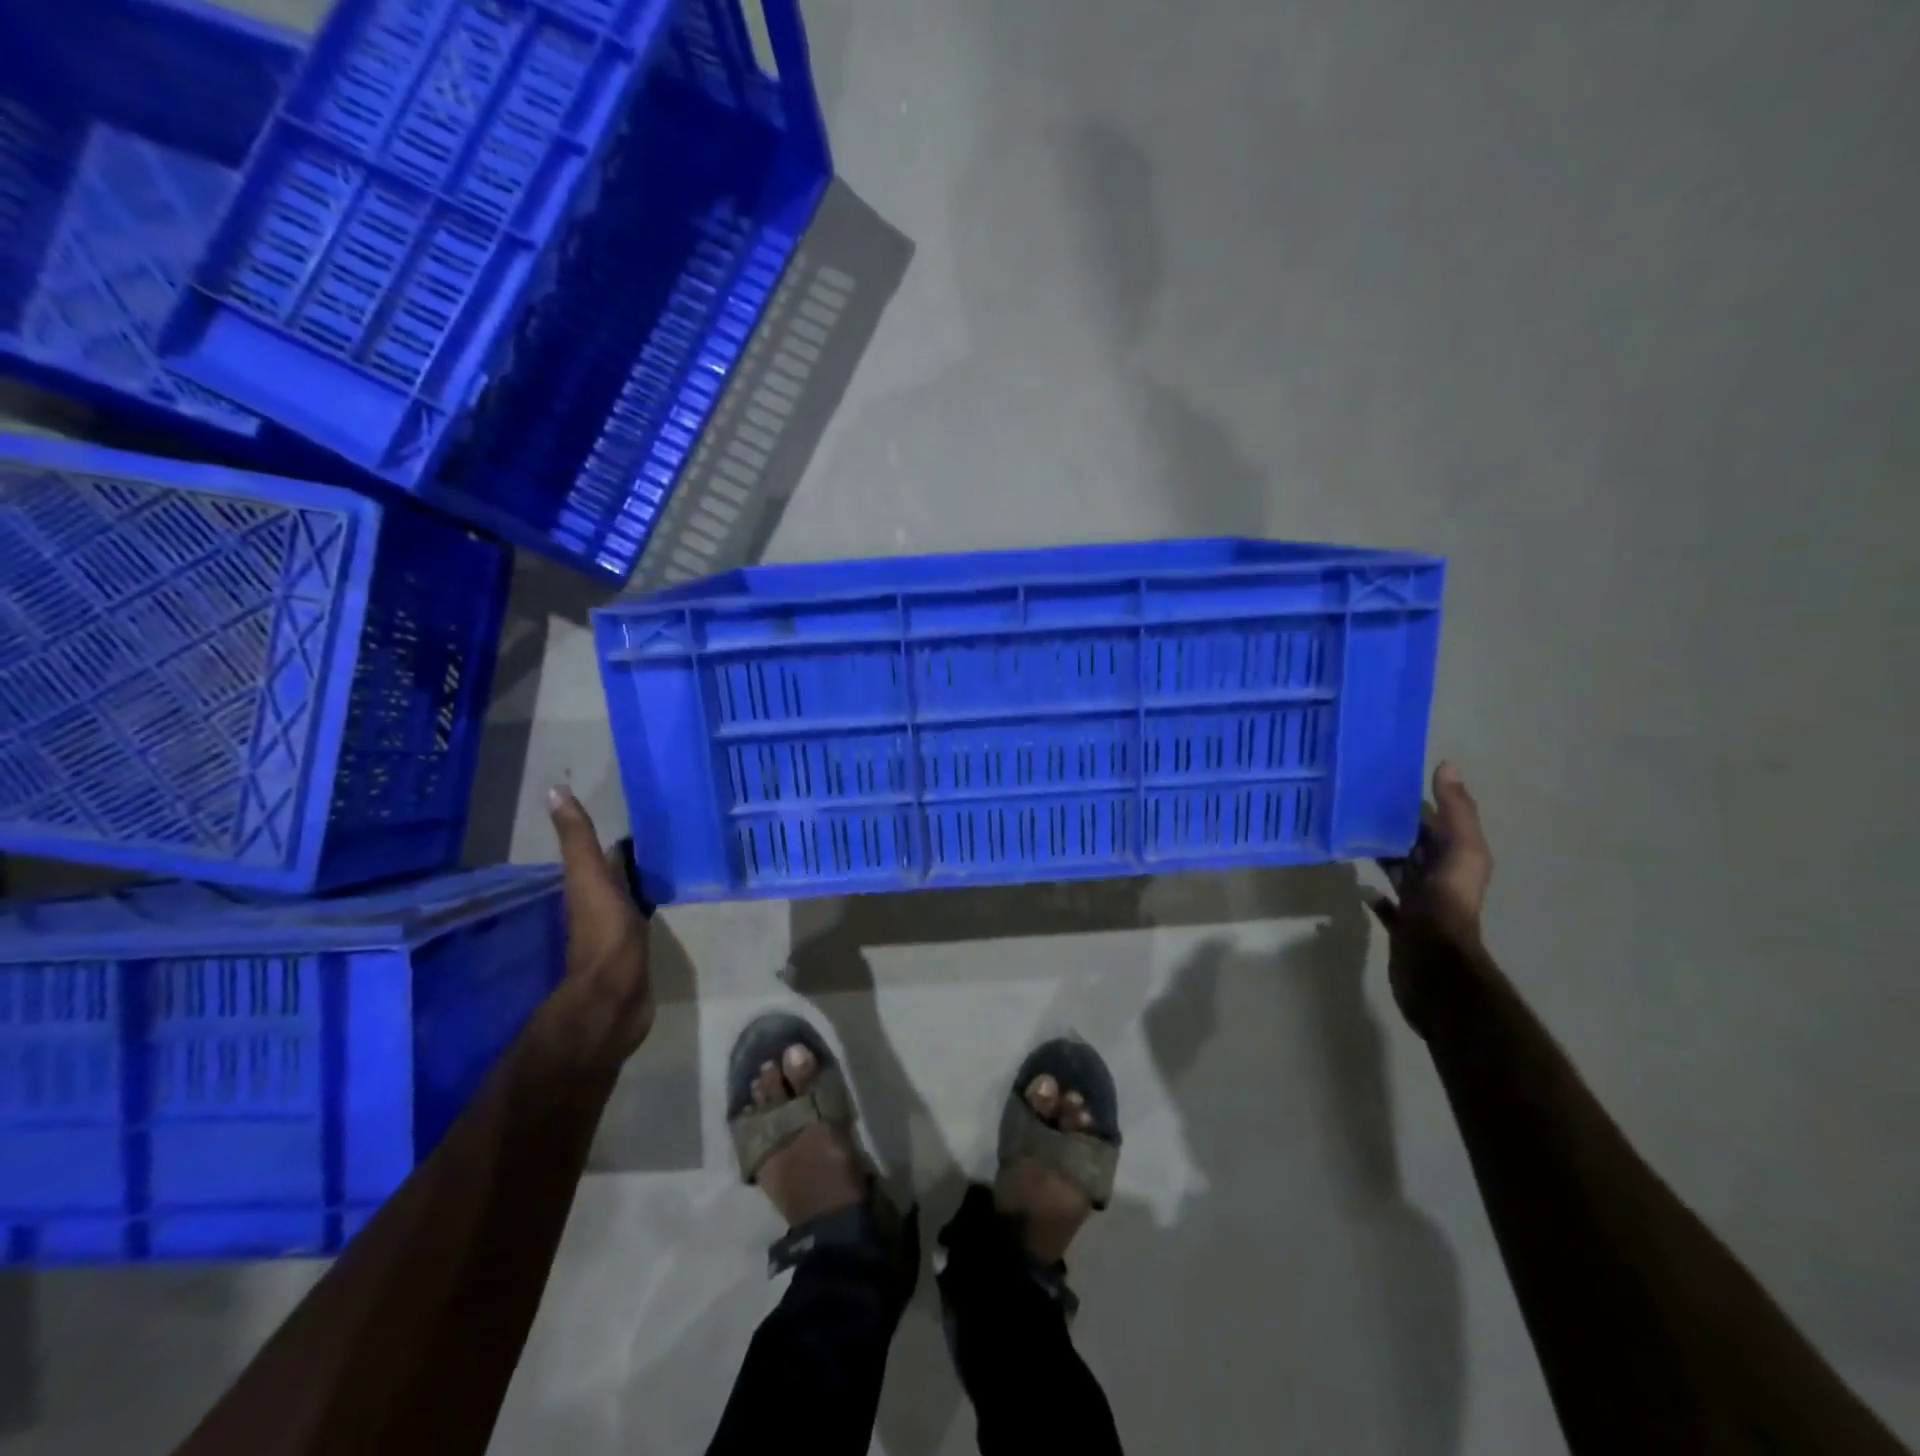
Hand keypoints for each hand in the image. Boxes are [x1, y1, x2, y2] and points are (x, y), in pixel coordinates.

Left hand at [540, 785, 654, 1072]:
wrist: (615, 996)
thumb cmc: (603, 932)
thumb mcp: (588, 878)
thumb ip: (577, 839)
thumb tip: (554, 790)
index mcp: (588, 887)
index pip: (602, 854)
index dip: (619, 837)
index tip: (645, 815)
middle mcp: (600, 905)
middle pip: (619, 874)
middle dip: (636, 857)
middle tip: (669, 834)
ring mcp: (620, 930)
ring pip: (633, 895)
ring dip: (647, 879)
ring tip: (676, 860)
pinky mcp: (639, 949)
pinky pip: (648, 917)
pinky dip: (656, 903)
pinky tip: (673, 898)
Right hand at [1369, 762, 1493, 1030]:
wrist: (1433, 963)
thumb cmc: (1446, 904)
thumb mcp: (1460, 851)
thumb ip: (1456, 811)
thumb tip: (1447, 765)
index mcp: (1457, 858)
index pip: (1435, 822)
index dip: (1414, 803)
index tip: (1380, 782)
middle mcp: (1441, 878)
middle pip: (1416, 845)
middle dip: (1393, 826)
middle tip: (1355, 804)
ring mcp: (1421, 903)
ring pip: (1400, 870)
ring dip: (1382, 855)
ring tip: (1350, 836)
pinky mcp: (1403, 925)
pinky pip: (1387, 904)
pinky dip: (1375, 894)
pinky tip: (1359, 885)